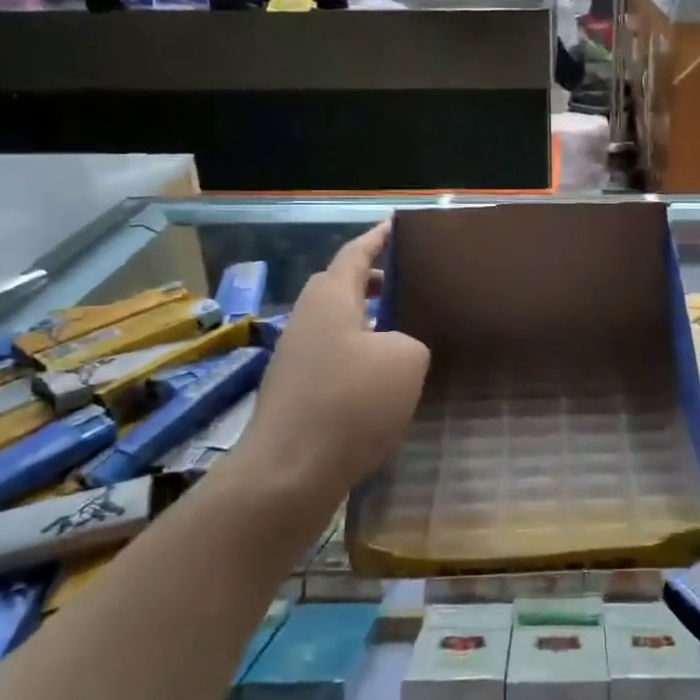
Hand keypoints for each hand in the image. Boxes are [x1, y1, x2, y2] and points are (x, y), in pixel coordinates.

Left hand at [233, 223, 428, 506]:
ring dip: (368, 323)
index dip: (378, 238)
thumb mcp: (406, 360)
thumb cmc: (350, 403)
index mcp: (331, 298)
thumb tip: (396, 350)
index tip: (397, 226)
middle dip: (374, 281)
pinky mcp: (296, 393)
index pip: (355, 253)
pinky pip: (334, 358)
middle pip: (342, 287)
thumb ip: (410, 341)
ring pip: (338, 325)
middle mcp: (307, 320)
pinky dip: (360, 356)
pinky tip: (384, 381)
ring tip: (405, 332)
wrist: (288, 474)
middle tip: (410, 283)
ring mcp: (296, 358)